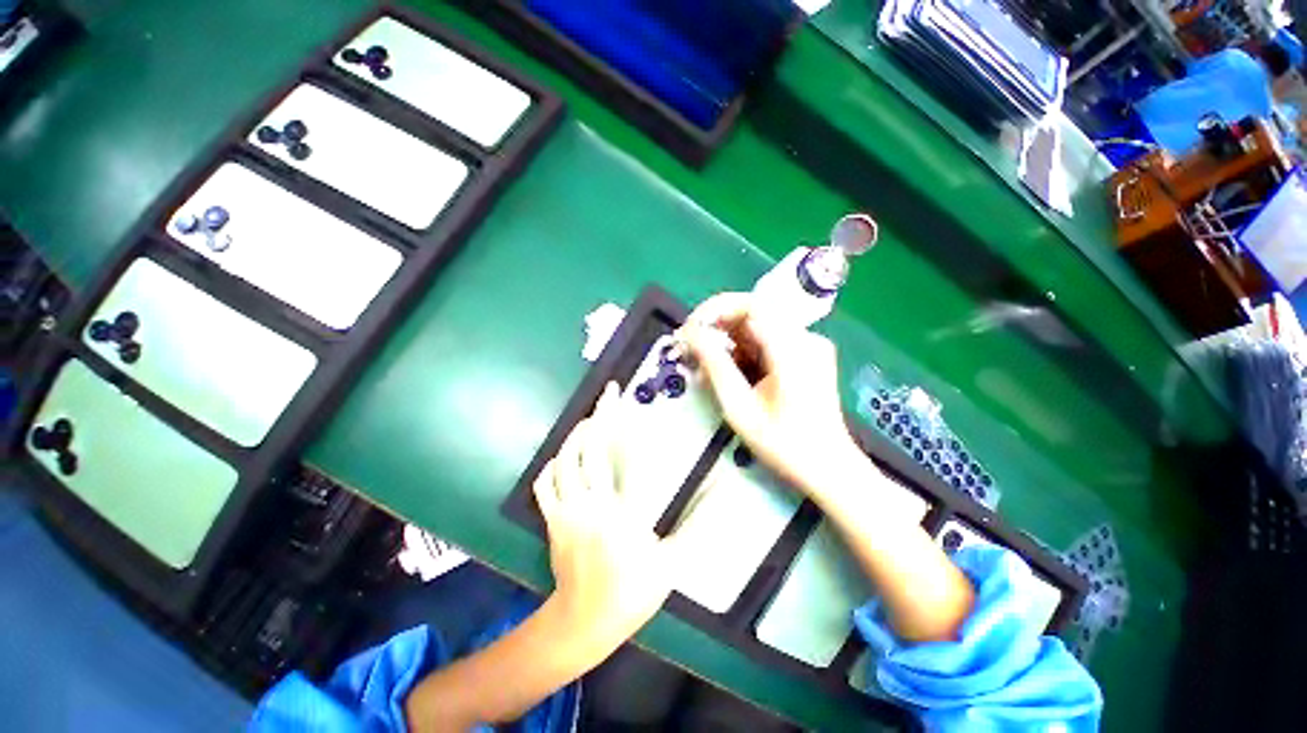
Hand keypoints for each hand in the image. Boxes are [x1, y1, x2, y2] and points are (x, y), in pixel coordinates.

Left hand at [532, 382, 684, 661]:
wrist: (582, 625)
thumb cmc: (631, 594)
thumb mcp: (671, 564)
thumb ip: (697, 526)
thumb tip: (719, 494)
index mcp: (623, 515)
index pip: (624, 458)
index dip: (623, 425)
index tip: (625, 401)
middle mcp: (591, 507)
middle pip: (590, 450)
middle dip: (599, 415)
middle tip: (607, 394)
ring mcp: (566, 513)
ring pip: (564, 461)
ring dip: (577, 435)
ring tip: (591, 420)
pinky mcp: (551, 520)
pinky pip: (545, 483)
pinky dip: (553, 464)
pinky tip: (564, 457)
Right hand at [679, 292, 863, 498]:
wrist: (828, 468)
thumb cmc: (783, 444)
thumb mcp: (740, 407)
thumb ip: (715, 365)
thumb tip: (691, 333)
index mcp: (793, 348)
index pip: (750, 305)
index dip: (715, 310)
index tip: (690, 328)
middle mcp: (804, 338)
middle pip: (753, 313)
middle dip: (717, 327)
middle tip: (691, 348)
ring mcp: (807, 345)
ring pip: (756, 327)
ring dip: (727, 341)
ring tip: (705, 367)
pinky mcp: (805, 354)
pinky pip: (766, 341)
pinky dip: (742, 352)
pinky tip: (728, 372)